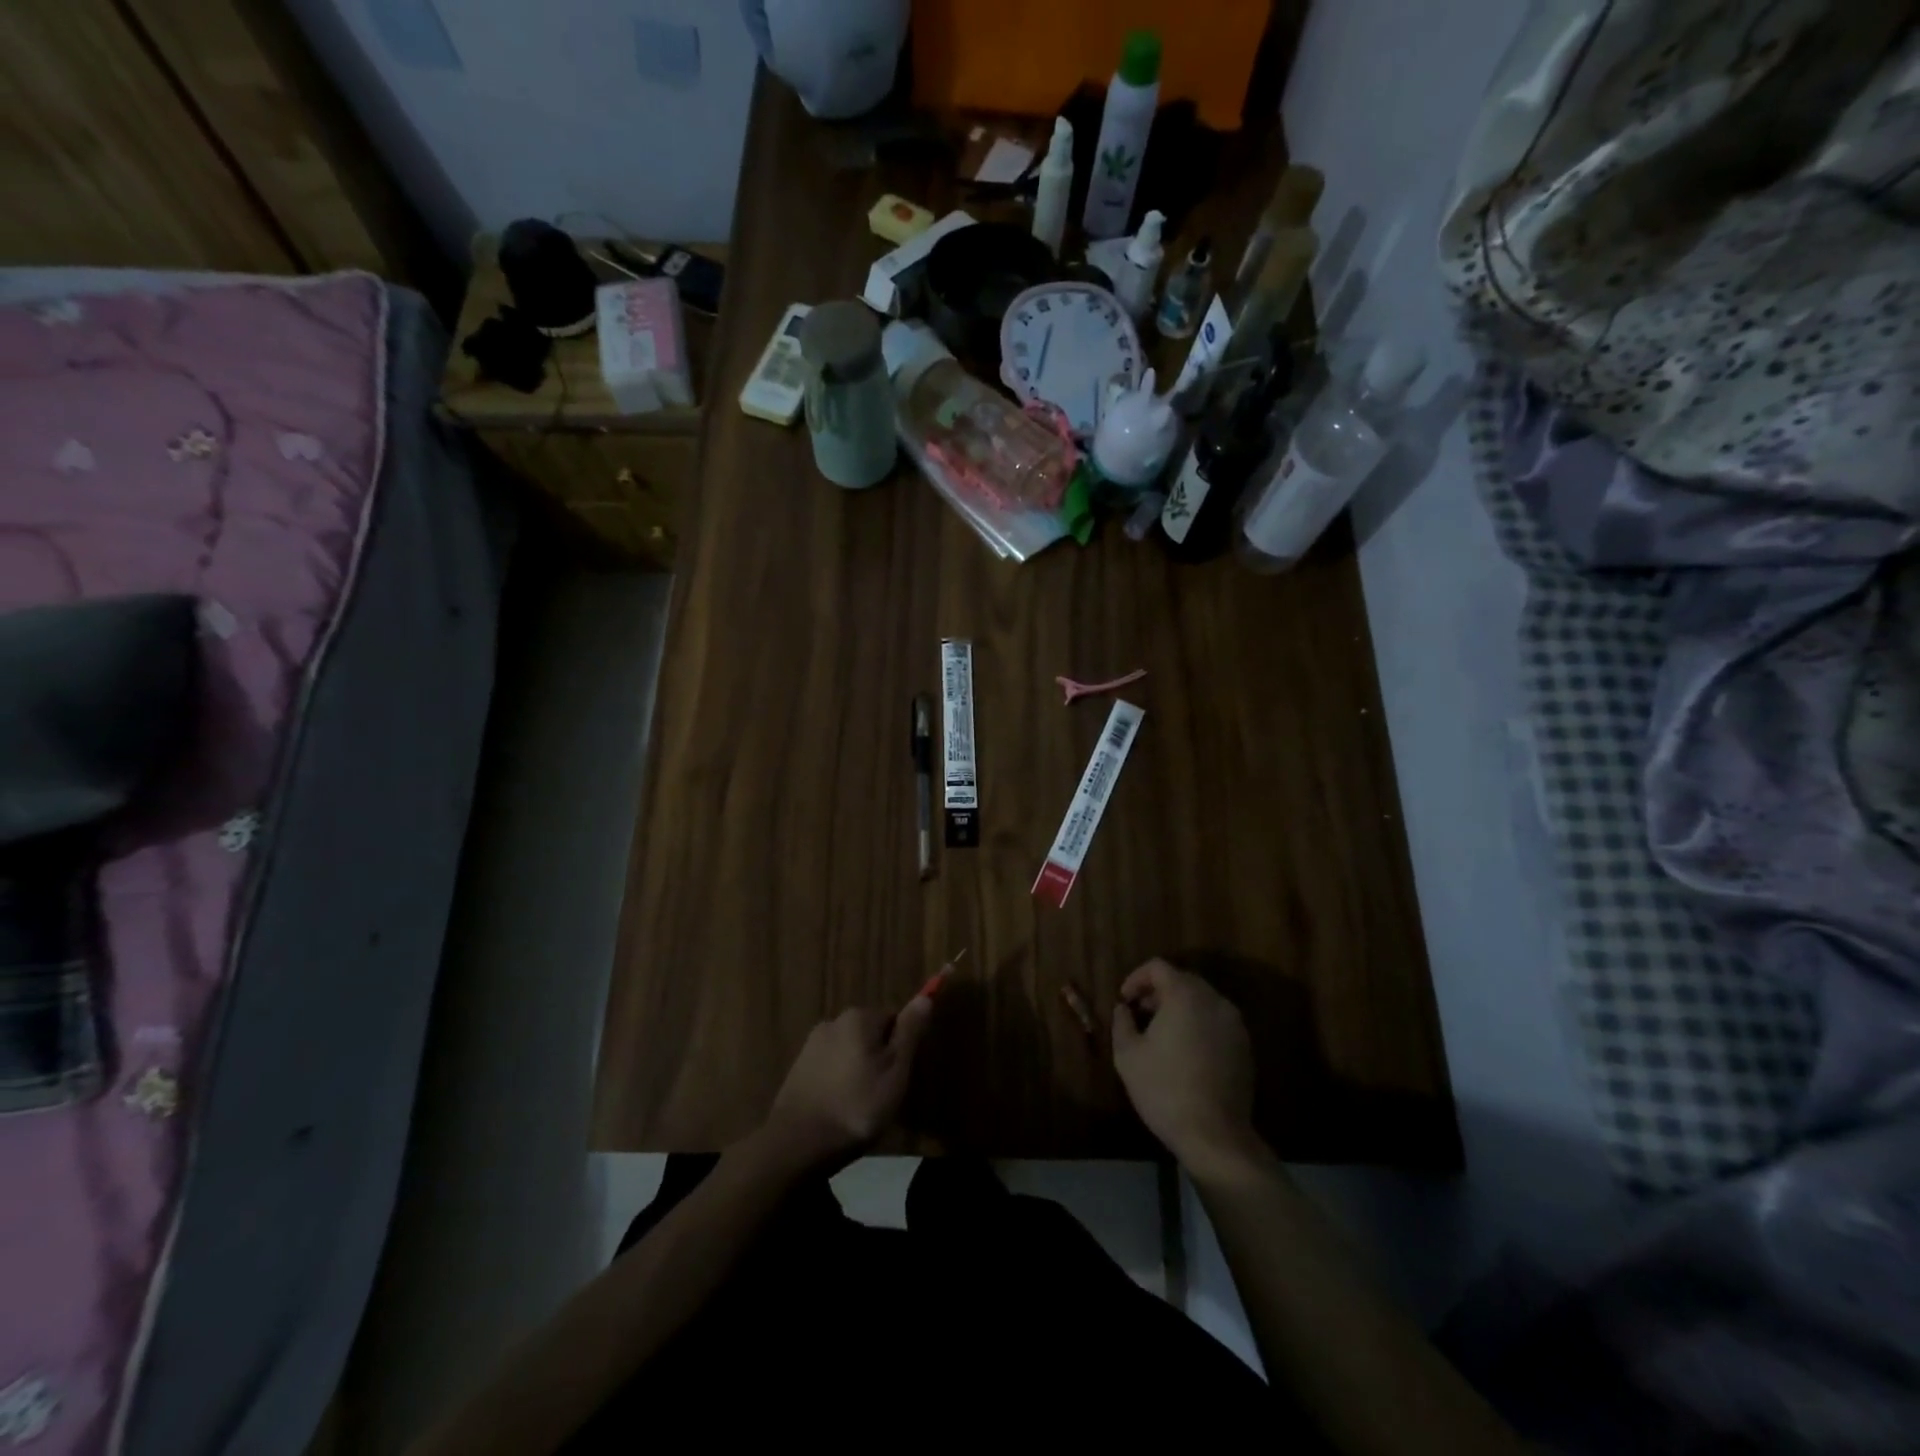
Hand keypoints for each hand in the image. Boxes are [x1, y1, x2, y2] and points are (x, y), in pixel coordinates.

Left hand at [761, 999, 933, 1171]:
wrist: (798, 1143)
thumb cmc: (858, 1106)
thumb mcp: (896, 1072)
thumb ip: (910, 1032)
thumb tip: (925, 997)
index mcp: (859, 1017)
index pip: (893, 1018)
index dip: (901, 1047)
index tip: (900, 1076)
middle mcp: (833, 1021)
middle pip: (869, 1033)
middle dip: (878, 1057)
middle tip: (883, 1094)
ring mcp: (812, 1045)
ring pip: (848, 1051)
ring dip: (857, 1069)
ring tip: (860, 1106)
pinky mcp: (797, 1068)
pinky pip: (829, 1067)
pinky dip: (838, 1081)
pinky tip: (839, 1108)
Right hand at [1111, 959, 1260, 1177]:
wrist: (1215, 1136)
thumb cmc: (1164, 1089)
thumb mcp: (1128, 1055)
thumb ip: (1122, 1022)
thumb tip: (1124, 1009)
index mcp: (1185, 996)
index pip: (1158, 967)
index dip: (1136, 978)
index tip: (1124, 1000)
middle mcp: (1214, 1001)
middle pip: (1182, 980)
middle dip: (1158, 992)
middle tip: (1139, 1014)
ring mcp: (1234, 1024)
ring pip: (1201, 1001)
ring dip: (1179, 1008)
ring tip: (1161, 1034)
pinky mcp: (1245, 1047)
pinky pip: (1216, 1021)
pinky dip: (1198, 1024)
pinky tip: (1184, 1051)